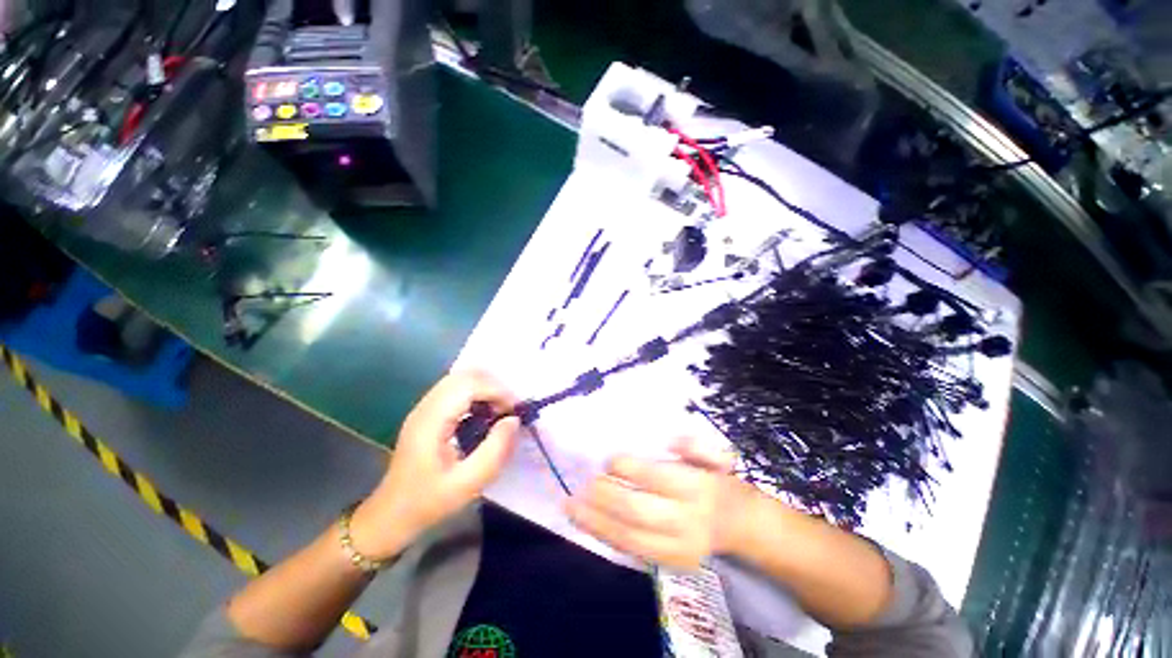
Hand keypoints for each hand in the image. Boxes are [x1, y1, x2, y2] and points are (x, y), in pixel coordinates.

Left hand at [350, 372, 520, 559]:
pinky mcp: (428, 412)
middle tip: (509, 410)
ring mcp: (425, 407)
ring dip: (486, 389)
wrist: (391, 514)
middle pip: (466, 375)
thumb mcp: (467, 484)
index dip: (497, 391)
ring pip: (462, 378)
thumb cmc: (428, 502)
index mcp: (431, 421)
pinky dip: (477, 394)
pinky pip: (457, 389)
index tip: (515, 411)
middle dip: (494, 386)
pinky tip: (483, 414)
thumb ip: (495, 450)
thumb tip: (513, 420)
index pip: (469, 384)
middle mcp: (426, 406)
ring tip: (499, 412)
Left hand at [566, 437, 745, 569]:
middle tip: (583, 483)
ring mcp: (675, 548)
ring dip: (594, 521)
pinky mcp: (667, 563)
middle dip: (605, 497)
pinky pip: (630, 551)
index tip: (607, 460)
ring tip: (569, 506)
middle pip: (637, 511)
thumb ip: (694, 445)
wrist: (737, 526)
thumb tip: (668, 441)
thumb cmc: (715, 481)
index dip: (628, 469)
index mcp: (696, 488)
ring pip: (628, 537)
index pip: (656, 478)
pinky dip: (603, 536)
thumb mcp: (714, 455)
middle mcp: (685, 521)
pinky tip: (583, 523)